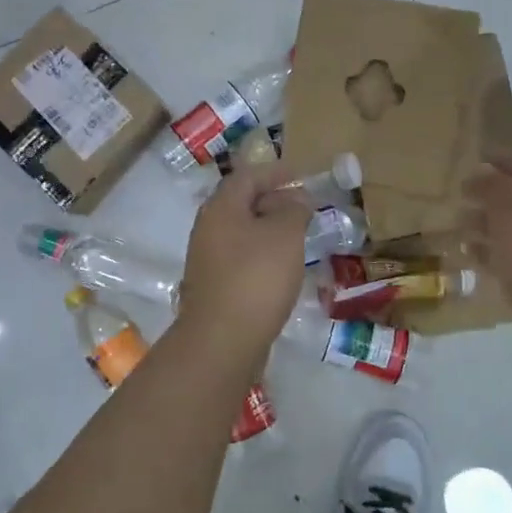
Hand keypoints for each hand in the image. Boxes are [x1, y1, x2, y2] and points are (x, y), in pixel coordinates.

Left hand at [176, 163, 311, 353]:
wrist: (222, 340)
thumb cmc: (256, 277)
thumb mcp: (285, 235)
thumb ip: (294, 210)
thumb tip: (297, 199)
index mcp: (221, 208)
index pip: (247, 176)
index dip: (275, 172)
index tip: (300, 175)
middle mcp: (208, 228)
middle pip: (241, 203)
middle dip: (273, 200)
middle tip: (304, 206)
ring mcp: (207, 259)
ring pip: (241, 232)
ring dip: (268, 229)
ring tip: (298, 236)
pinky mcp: (214, 286)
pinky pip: (240, 257)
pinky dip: (262, 253)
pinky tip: (281, 267)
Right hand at [464, 152, 511, 332]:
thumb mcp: (510, 215)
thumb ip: (493, 189)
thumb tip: (483, 174)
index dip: (506, 159)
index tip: (477, 160)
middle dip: (496, 196)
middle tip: (463, 199)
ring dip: (494, 226)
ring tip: (462, 230)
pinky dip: (502, 253)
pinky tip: (476, 259)